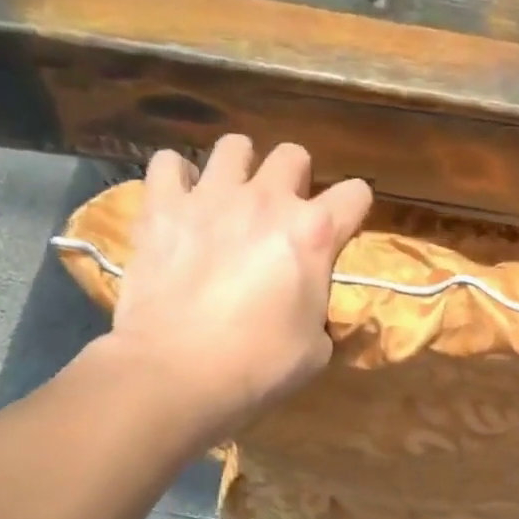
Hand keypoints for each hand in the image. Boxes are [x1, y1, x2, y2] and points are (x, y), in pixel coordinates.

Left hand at [96, 134, 371, 438]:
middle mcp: (267, 200)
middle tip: (283, 212)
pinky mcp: (161, 207)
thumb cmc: (260, 365)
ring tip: (232, 197)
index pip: (356, 193)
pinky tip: (180, 201)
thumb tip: (308, 305)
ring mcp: (210, 196)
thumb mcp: (317, 347)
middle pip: (294, 155)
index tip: (344, 227)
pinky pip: (168, 163)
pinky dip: (177, 178)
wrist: (178, 372)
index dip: (354, 209)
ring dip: (240, 168)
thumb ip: (319, 308)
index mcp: (314, 233)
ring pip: (233, 146)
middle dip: (296, 179)